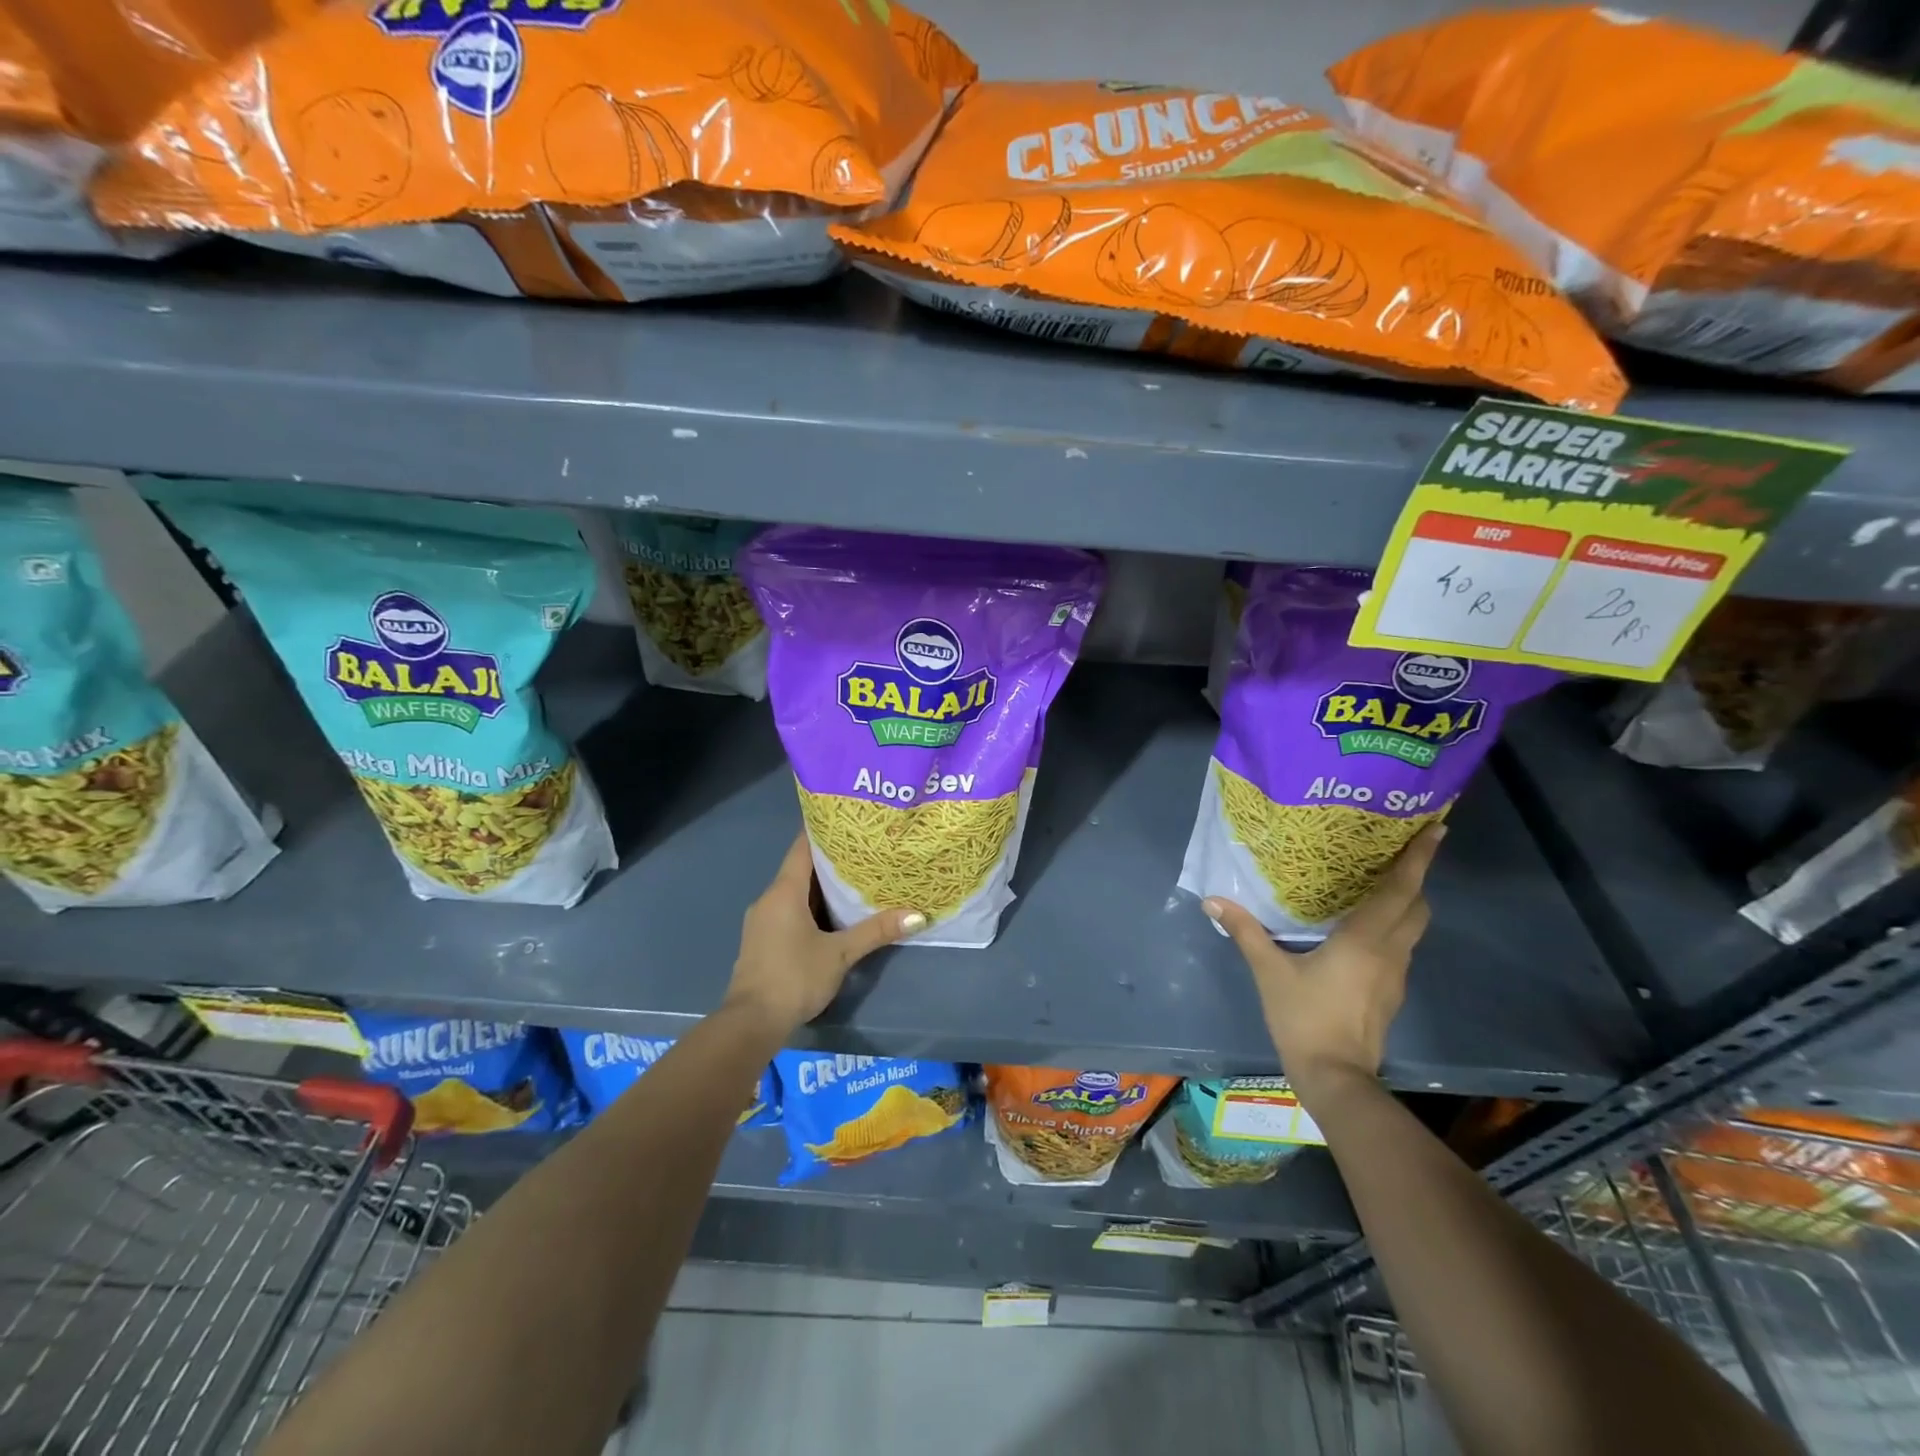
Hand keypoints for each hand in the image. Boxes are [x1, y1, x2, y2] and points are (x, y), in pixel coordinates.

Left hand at [723, 834, 925, 1035]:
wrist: (751, 1023)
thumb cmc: (794, 977)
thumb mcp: (840, 954)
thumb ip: (876, 931)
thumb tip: (917, 915)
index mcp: (784, 892)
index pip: (803, 847)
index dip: (824, 831)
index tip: (850, 821)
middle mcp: (769, 899)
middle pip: (801, 869)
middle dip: (832, 861)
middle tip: (866, 850)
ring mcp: (763, 920)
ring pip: (796, 892)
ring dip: (822, 887)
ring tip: (857, 879)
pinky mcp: (764, 940)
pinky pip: (790, 911)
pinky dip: (811, 907)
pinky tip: (835, 914)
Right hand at [1204, 824, 1444, 1108]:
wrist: (1335, 1077)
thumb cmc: (1305, 1018)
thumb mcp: (1269, 971)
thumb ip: (1245, 932)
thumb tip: (1213, 900)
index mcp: (1366, 940)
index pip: (1400, 890)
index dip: (1418, 859)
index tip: (1436, 830)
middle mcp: (1390, 952)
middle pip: (1417, 907)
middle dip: (1415, 878)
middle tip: (1398, 854)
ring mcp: (1395, 975)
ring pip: (1412, 928)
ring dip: (1405, 903)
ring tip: (1380, 885)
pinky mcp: (1391, 992)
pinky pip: (1400, 947)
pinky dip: (1392, 927)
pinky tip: (1364, 930)